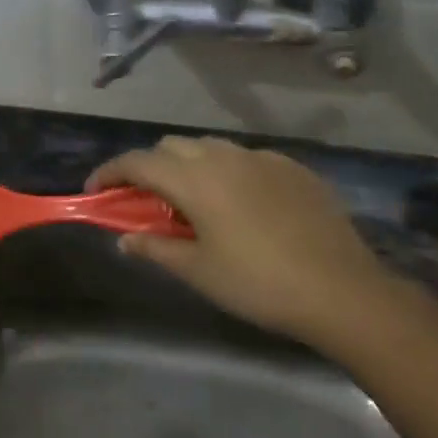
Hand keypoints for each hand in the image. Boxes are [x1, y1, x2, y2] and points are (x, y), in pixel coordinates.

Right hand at [87, 136, 399, 351]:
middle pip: (171, 146)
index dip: (110, 172)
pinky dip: (227, 171)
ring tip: (192, 201)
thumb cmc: (258, 284)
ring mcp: (263, 159)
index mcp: (196, 180)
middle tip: (145, 202)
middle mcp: (225, 157)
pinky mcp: (294, 168)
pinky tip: (239, 203)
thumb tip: (124, 238)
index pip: (138, 162)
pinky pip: (246, 158)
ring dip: (188, 165)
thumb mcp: (198, 271)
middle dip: (149, 167)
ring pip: (210, 147)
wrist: (342, 291)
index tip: (95, 190)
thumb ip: (154, 247)